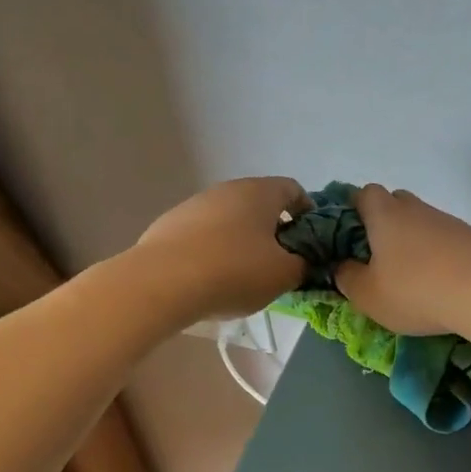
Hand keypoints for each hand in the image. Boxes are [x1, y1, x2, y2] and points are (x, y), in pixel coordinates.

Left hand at [134, 177, 313, 319]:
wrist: (160, 283)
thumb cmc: (234, 271)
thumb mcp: (283, 275)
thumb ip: (303, 264)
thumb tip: (304, 260)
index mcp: (261, 192)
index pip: (294, 190)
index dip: (308, 214)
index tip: (310, 242)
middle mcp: (228, 189)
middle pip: (260, 204)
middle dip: (274, 230)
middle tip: (280, 262)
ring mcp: (195, 204)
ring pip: (230, 218)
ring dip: (242, 240)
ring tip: (243, 275)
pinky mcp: (169, 224)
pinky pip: (203, 234)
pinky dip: (213, 249)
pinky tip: (210, 278)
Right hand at [332, 184, 470, 336]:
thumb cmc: (416, 290)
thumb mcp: (368, 295)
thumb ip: (347, 278)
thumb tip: (343, 266)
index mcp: (384, 213)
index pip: (363, 193)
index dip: (353, 210)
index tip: (350, 238)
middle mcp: (415, 208)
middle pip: (394, 203)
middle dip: (383, 225)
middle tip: (377, 258)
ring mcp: (446, 220)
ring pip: (420, 223)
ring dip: (412, 242)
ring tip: (410, 278)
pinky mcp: (470, 237)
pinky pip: (443, 239)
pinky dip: (436, 255)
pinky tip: (438, 283)